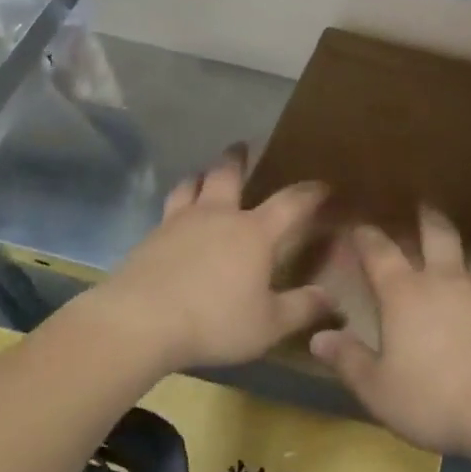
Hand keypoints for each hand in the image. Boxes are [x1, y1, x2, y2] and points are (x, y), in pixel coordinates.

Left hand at [85, 147, 333, 375]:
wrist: (139, 322)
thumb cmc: (214, 321)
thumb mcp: (268, 325)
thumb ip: (302, 308)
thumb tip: (331, 297)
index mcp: (253, 232)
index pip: (291, 203)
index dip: (310, 193)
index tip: (323, 186)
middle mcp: (217, 216)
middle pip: (227, 174)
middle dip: (238, 158)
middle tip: (242, 146)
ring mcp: (179, 222)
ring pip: (191, 184)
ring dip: (201, 176)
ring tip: (203, 175)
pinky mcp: (150, 237)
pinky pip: (168, 209)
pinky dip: (177, 203)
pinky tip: (175, 218)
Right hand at [309, 209, 470, 457]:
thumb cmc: (435, 397)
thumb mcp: (379, 389)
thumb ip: (349, 361)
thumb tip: (318, 336)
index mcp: (404, 294)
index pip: (380, 254)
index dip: (367, 237)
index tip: (359, 226)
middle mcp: (443, 282)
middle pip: (437, 235)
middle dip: (427, 218)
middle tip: (423, 204)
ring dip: (468, 244)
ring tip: (468, 241)